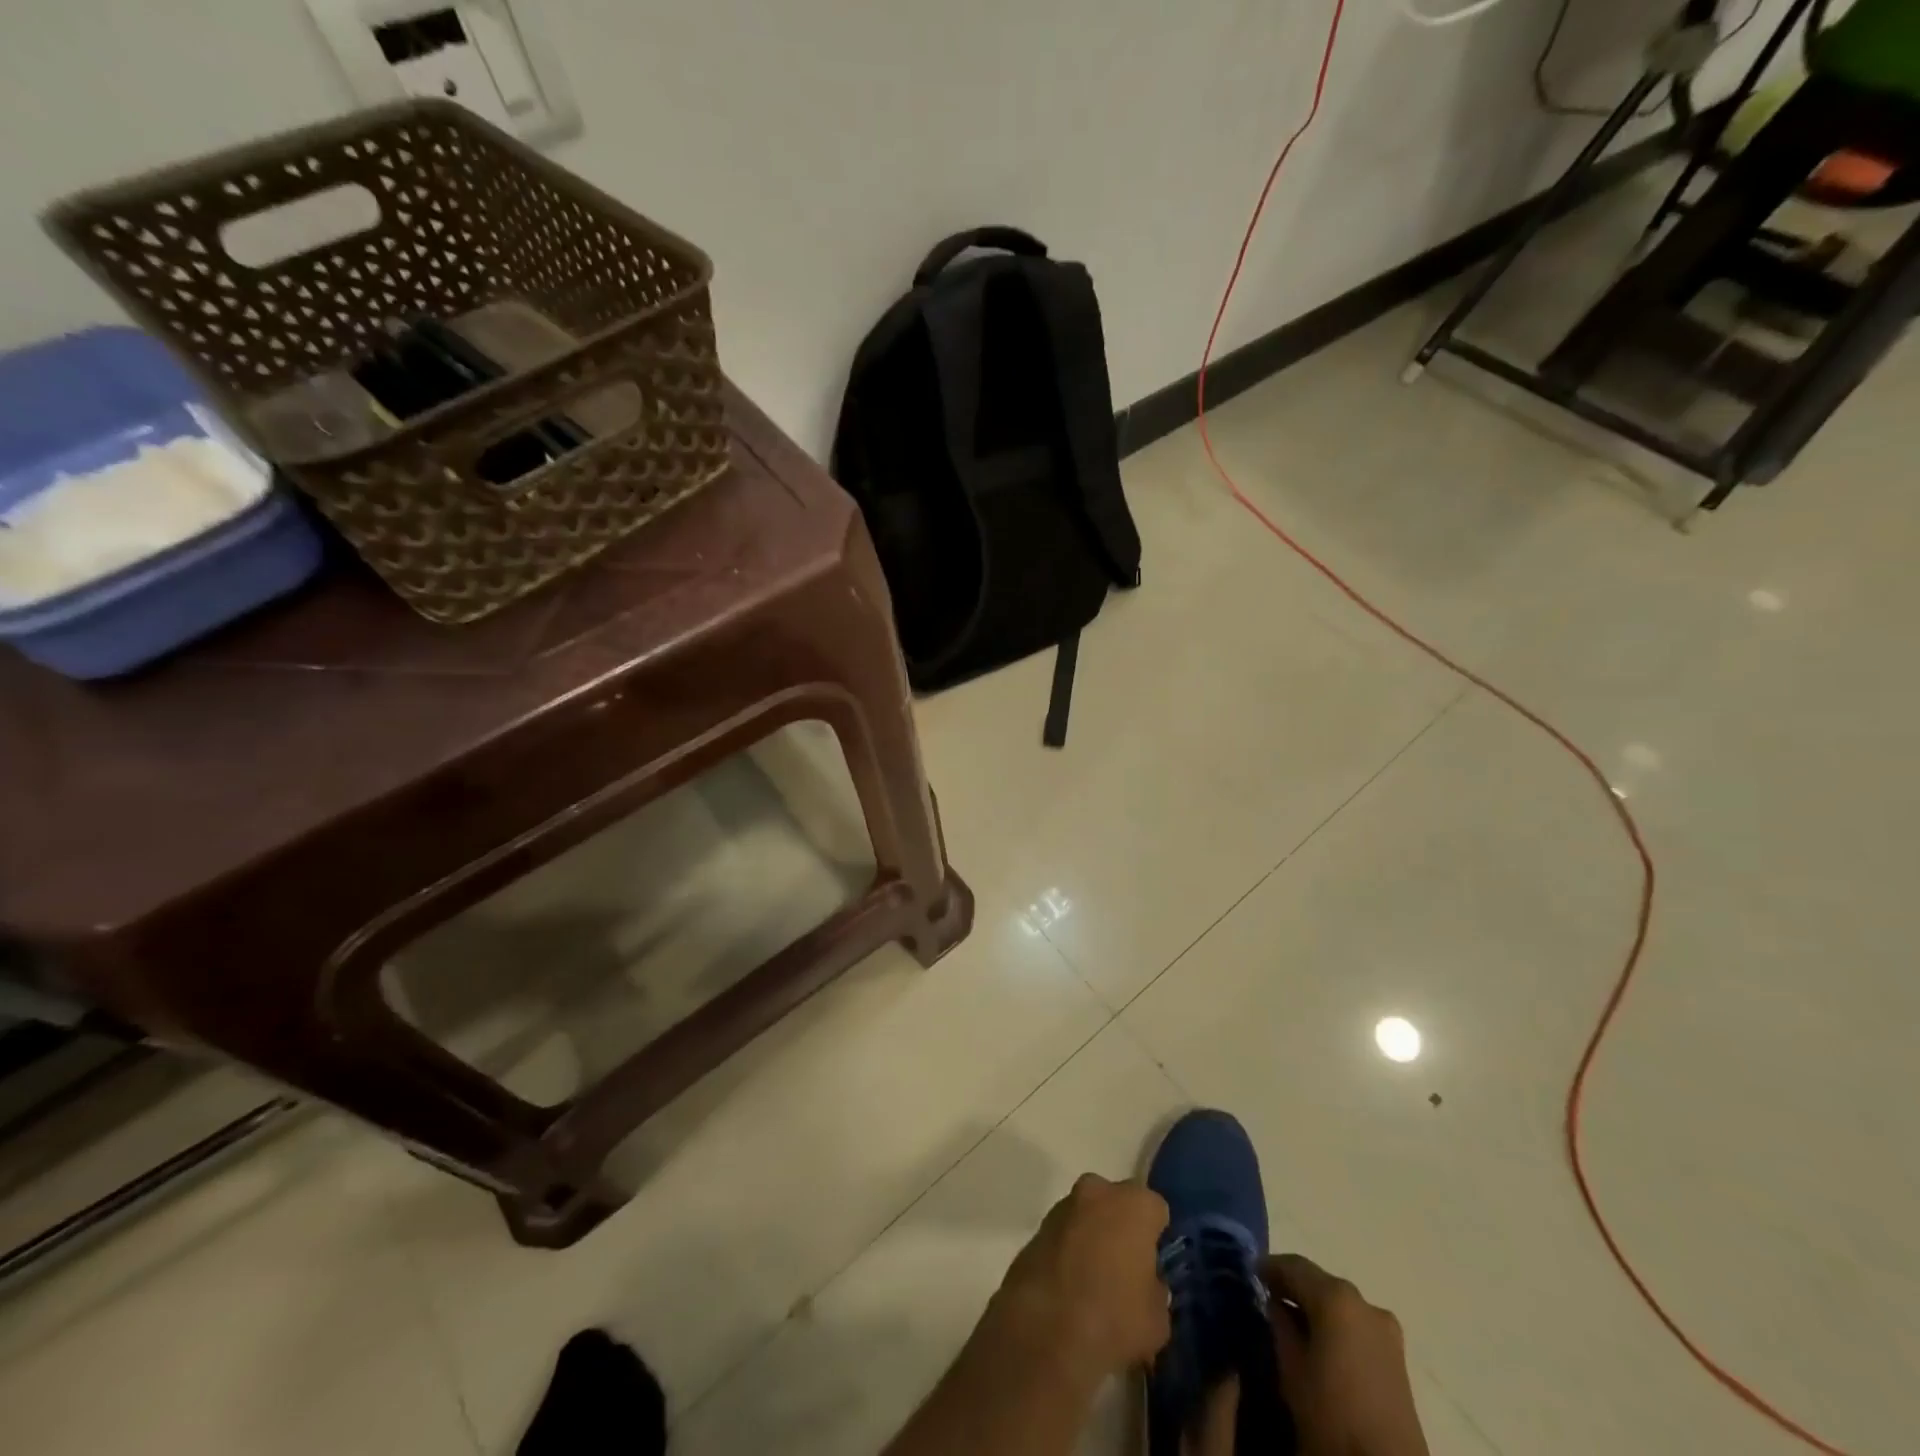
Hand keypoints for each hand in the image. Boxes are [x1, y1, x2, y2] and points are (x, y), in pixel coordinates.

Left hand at [988, 1173, 1170, 1385]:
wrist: (1044, 1329)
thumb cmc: (1113, 1318)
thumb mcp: (1157, 1319)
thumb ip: (1155, 1290)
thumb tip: (1145, 1284)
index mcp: (1133, 1204)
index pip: (1156, 1210)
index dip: (1157, 1237)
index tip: (1155, 1264)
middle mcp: (1098, 1192)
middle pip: (1118, 1204)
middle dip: (1122, 1228)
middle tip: (1126, 1269)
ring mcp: (1063, 1206)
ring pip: (1088, 1215)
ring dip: (1093, 1237)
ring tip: (1096, 1282)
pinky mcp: (1037, 1226)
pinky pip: (1065, 1234)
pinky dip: (1070, 1251)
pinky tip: (1071, 1288)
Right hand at [1265, 1254, 1428, 1455]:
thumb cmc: (1332, 1416)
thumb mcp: (1291, 1369)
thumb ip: (1280, 1326)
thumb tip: (1276, 1304)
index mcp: (1335, 1298)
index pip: (1294, 1266)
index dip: (1270, 1267)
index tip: (1251, 1274)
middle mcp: (1363, 1302)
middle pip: (1319, 1281)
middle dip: (1293, 1286)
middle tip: (1267, 1295)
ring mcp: (1386, 1329)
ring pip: (1339, 1302)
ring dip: (1315, 1304)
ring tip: (1292, 1319)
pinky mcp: (1397, 1355)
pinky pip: (1356, 1323)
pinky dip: (1335, 1322)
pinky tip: (1321, 1340)